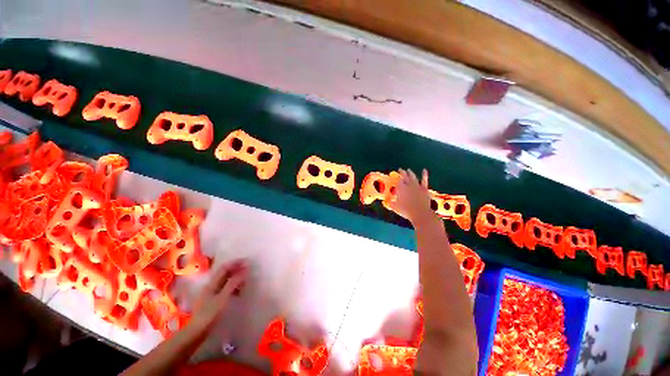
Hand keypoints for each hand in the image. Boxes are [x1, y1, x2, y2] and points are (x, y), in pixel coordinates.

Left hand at [190, 260, 247, 329]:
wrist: (196, 332)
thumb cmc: (209, 314)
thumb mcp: (223, 298)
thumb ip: (233, 283)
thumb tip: (244, 270)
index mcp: (212, 283)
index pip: (224, 268)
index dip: (235, 263)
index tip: (247, 261)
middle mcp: (211, 285)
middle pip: (224, 273)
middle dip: (236, 269)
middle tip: (248, 269)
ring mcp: (211, 293)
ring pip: (225, 281)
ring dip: (235, 278)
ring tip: (245, 281)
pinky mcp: (212, 300)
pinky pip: (224, 288)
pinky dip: (233, 287)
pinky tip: (238, 292)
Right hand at [387, 169, 434, 223]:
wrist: (420, 213)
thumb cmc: (406, 211)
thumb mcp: (395, 208)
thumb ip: (391, 204)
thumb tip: (387, 202)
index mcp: (400, 189)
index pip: (397, 182)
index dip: (396, 180)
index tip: (395, 179)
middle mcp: (408, 185)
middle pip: (404, 177)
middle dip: (402, 173)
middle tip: (400, 169)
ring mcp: (416, 186)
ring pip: (412, 177)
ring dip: (410, 173)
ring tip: (408, 170)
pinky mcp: (424, 188)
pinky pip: (424, 180)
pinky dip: (424, 175)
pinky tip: (424, 170)